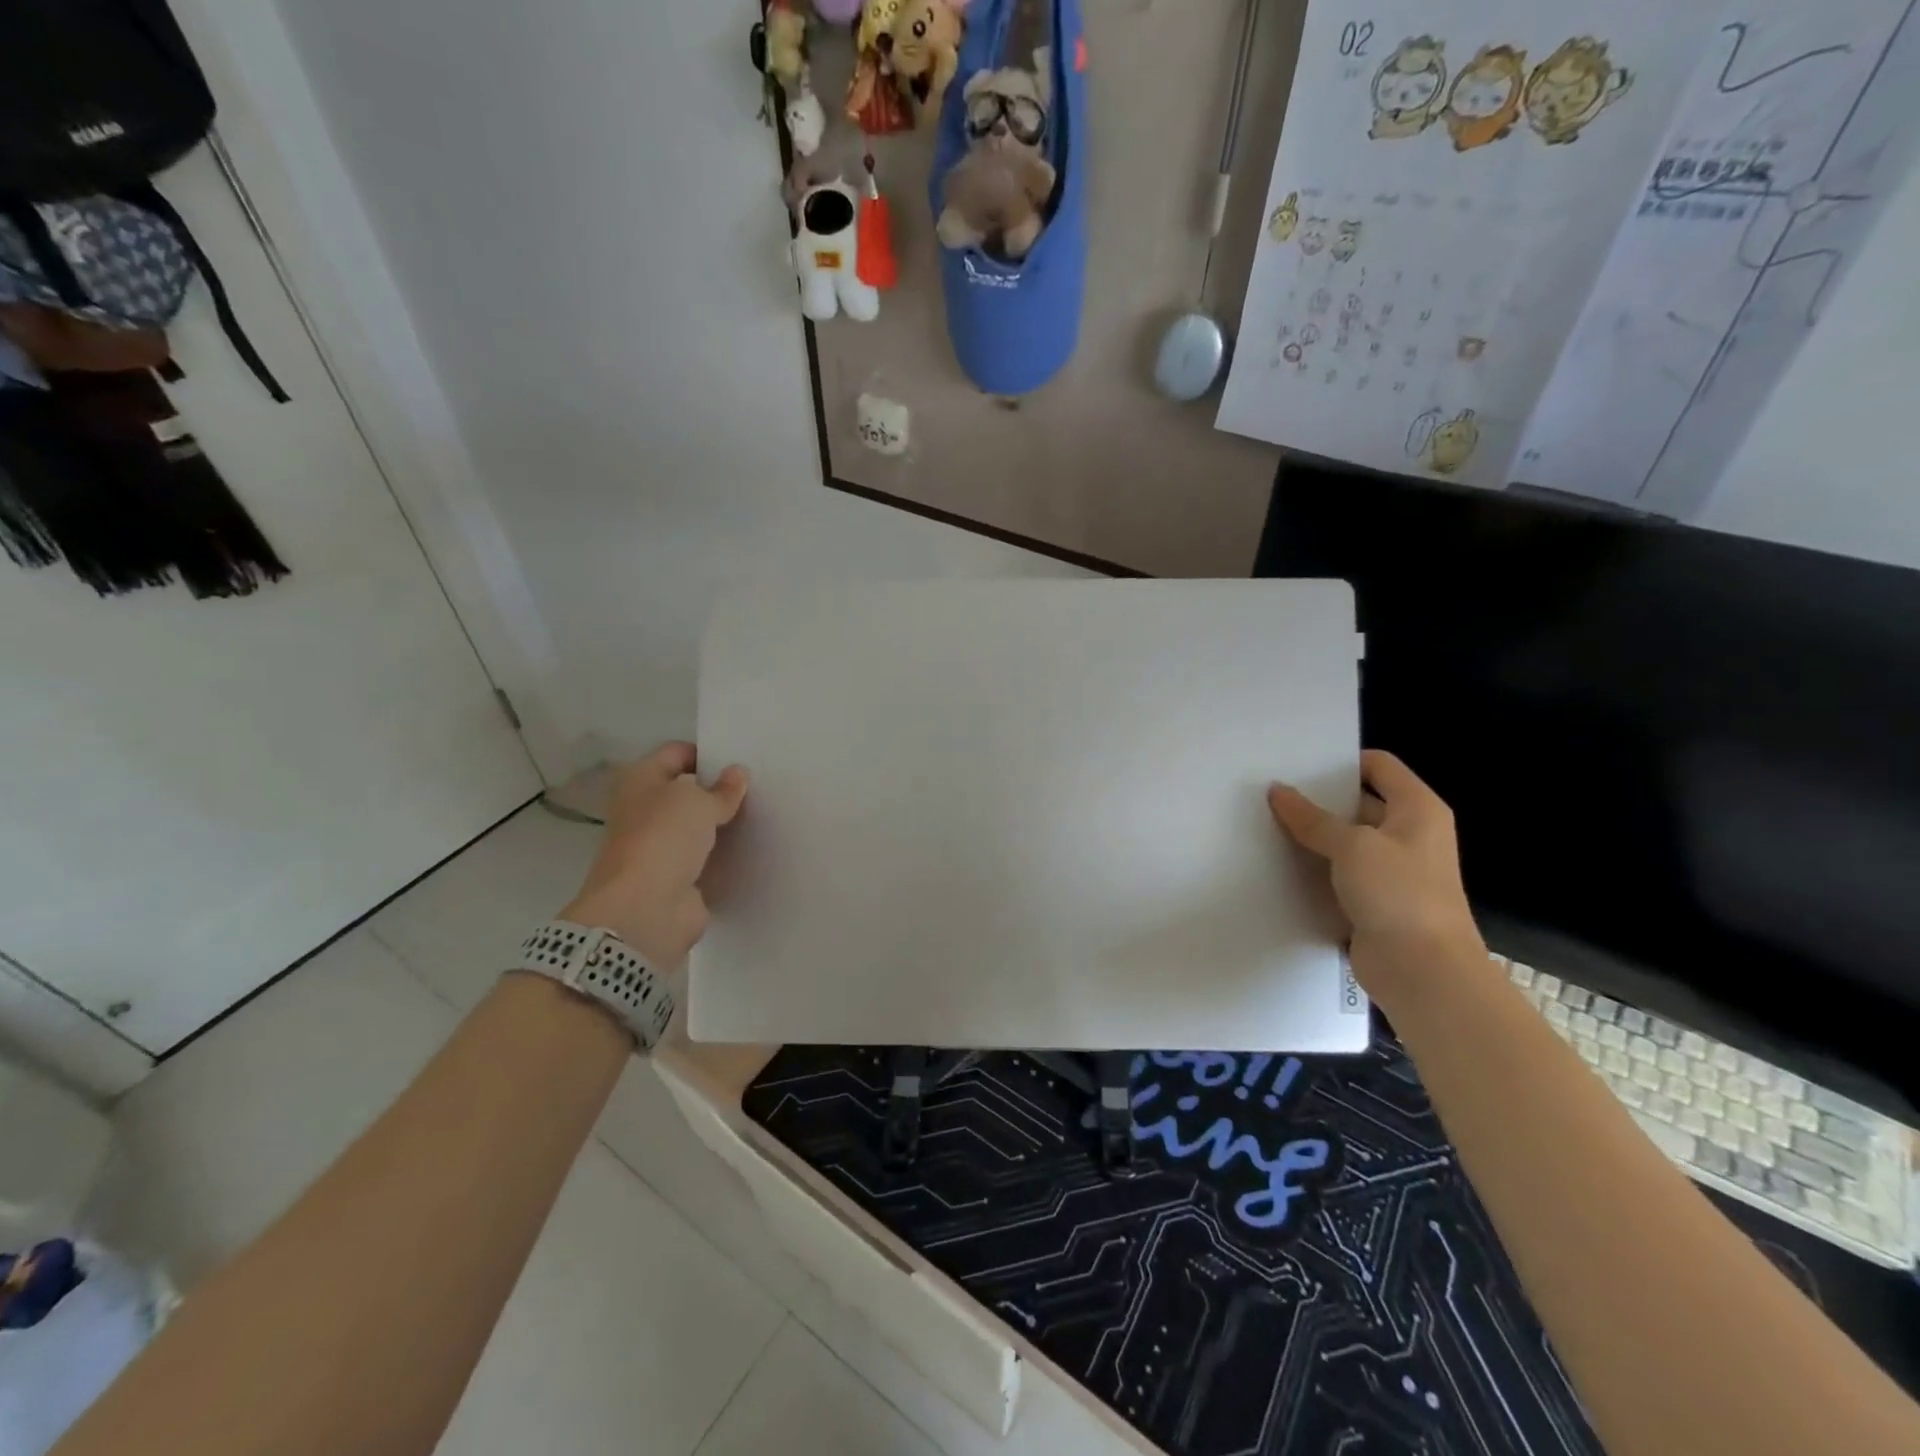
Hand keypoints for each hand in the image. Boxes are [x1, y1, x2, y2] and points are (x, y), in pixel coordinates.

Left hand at [560, 743, 748, 965]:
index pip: (677, 753)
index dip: (709, 753)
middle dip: (719, 789)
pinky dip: (722, 853)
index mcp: (640, 779)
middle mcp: (645, 808)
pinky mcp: (675, 875)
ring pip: (697, 825)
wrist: (645, 909)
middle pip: (687, 790)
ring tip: (761, 814)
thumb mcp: (698, 802)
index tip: (742, 760)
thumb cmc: (664, 839)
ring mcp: (659, 844)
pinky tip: (751, 847)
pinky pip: (704, 856)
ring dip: (722, 823)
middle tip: (760, 786)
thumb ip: (722, 788)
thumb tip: (738, 774)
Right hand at [1267, 750, 1484, 1009]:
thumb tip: (1278, 791)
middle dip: (1319, 799)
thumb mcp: (1352, 846)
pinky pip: (1340, 872)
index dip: (1341, 761)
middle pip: (1359, 802)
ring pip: (1346, 840)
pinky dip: (1316, 867)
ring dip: (1314, 836)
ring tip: (1267, 824)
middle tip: (1272, 794)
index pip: (1378, 765)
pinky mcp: (1375, 899)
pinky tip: (1281, 863)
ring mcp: (1393, 869)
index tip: (1297, 764)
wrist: (1424, 971)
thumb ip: (1312, 818)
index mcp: (1417, 809)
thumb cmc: (1399, 894)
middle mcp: (1408, 833)